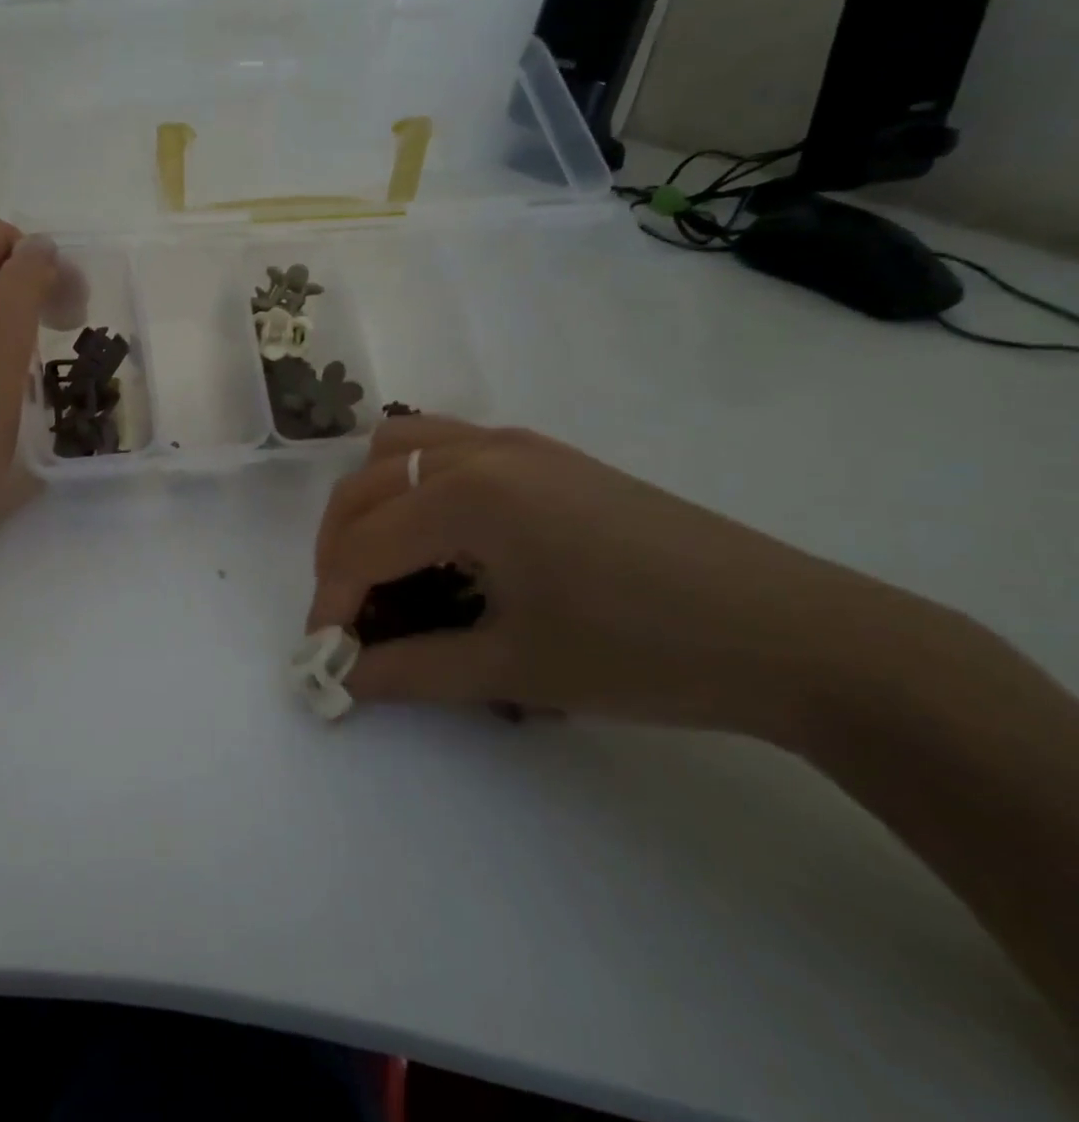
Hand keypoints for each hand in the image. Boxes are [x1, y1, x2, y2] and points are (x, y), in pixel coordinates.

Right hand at [310, 416, 965, 741]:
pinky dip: (415, 481)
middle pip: (364, 486)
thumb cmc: (645, 653)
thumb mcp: (516, 669)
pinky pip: (447, 445)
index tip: (325, 653)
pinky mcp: (546, 453)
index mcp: (466, 496)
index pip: (362, 545)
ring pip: (399, 448)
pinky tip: (443, 535)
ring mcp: (515, 443)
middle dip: (339, 549)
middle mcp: (478, 451)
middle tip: (348, 611)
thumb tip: (344, 679)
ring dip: (371, 501)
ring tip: (384, 562)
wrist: (796, 634)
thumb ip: (412, 670)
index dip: (331, 600)